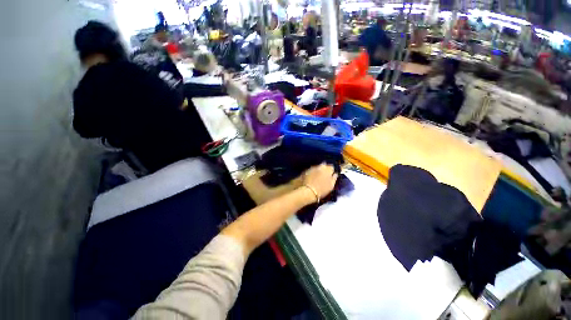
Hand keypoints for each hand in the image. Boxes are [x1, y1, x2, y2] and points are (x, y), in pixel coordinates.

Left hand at [302, 163, 337, 201]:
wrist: (308, 191)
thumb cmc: (322, 190)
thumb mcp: (331, 186)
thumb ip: (334, 178)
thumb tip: (335, 174)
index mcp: (328, 170)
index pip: (331, 167)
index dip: (331, 171)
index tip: (330, 175)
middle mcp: (320, 166)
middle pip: (324, 165)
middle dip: (324, 168)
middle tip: (324, 175)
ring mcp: (313, 168)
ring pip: (317, 167)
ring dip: (318, 170)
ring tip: (317, 177)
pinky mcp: (306, 170)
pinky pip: (311, 170)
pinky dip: (312, 172)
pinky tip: (311, 178)